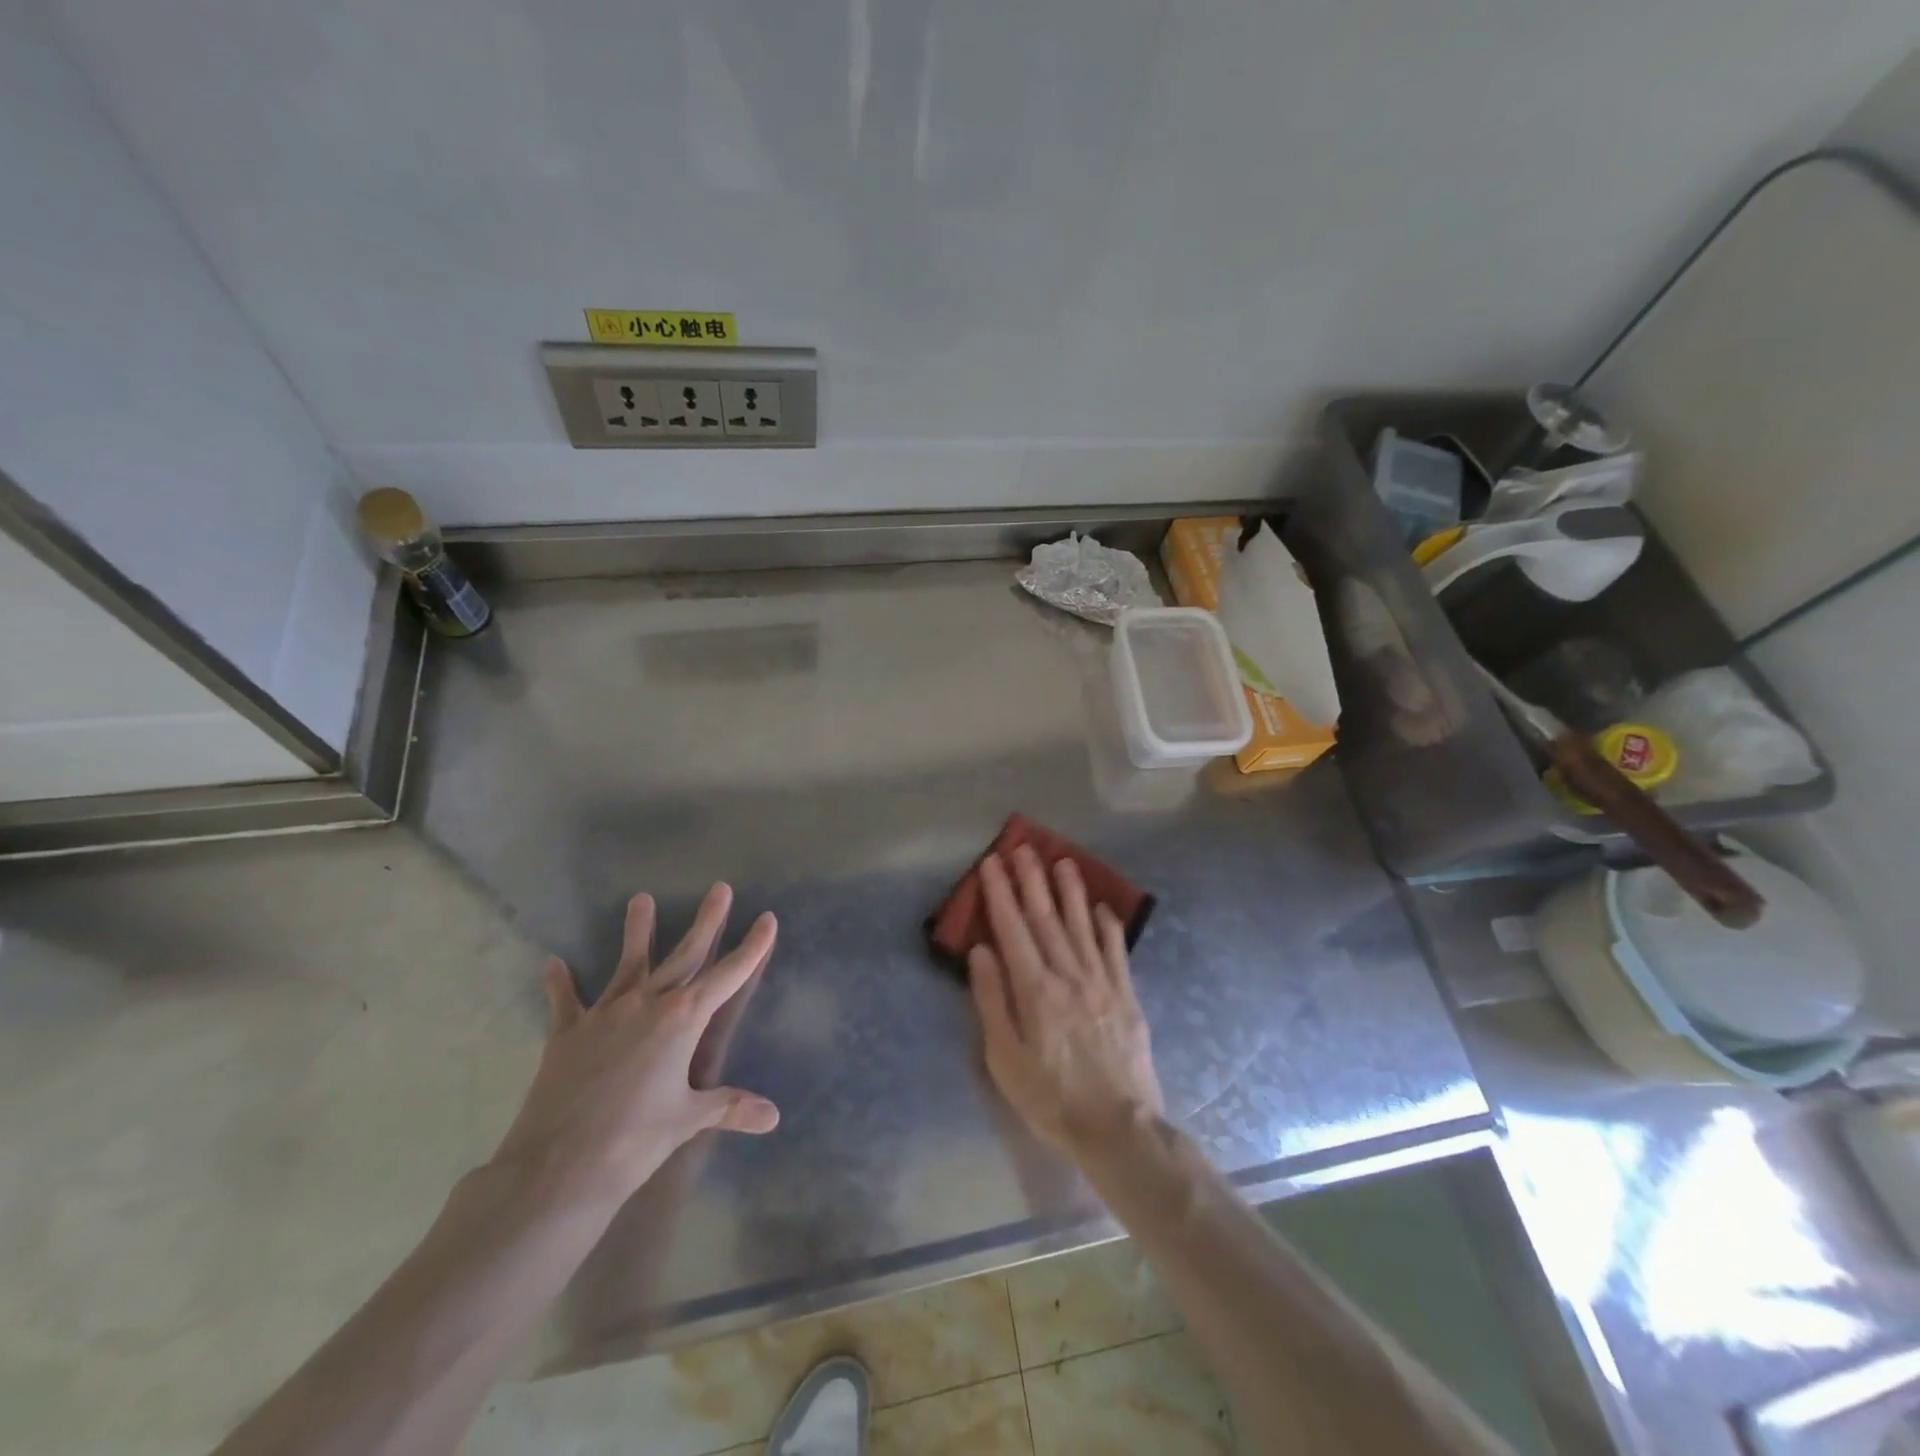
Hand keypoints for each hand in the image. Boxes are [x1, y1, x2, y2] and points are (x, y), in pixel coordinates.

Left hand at [491, 884, 779, 1207]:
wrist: (558, 1167)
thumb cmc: (635, 1141)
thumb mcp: (688, 1119)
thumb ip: (729, 1107)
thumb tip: (773, 1116)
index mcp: (683, 1019)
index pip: (728, 975)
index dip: (751, 947)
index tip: (767, 919)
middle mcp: (648, 1003)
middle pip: (684, 954)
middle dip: (706, 921)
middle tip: (720, 888)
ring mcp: (605, 1013)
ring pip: (628, 962)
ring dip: (636, 931)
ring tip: (640, 899)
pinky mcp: (568, 1033)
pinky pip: (565, 1001)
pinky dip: (561, 983)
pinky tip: (553, 964)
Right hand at [968, 846, 1164, 1155]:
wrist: (1119, 1127)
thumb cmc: (1050, 1098)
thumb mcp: (1005, 1060)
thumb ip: (992, 1001)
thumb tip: (980, 952)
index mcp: (1034, 990)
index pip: (1013, 928)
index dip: (1001, 893)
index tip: (992, 863)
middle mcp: (1068, 975)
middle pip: (1046, 918)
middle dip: (1032, 880)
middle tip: (1023, 847)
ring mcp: (1101, 982)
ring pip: (1082, 925)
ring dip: (1070, 891)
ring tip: (1062, 861)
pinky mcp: (1126, 994)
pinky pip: (1116, 950)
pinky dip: (1108, 925)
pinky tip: (1103, 906)